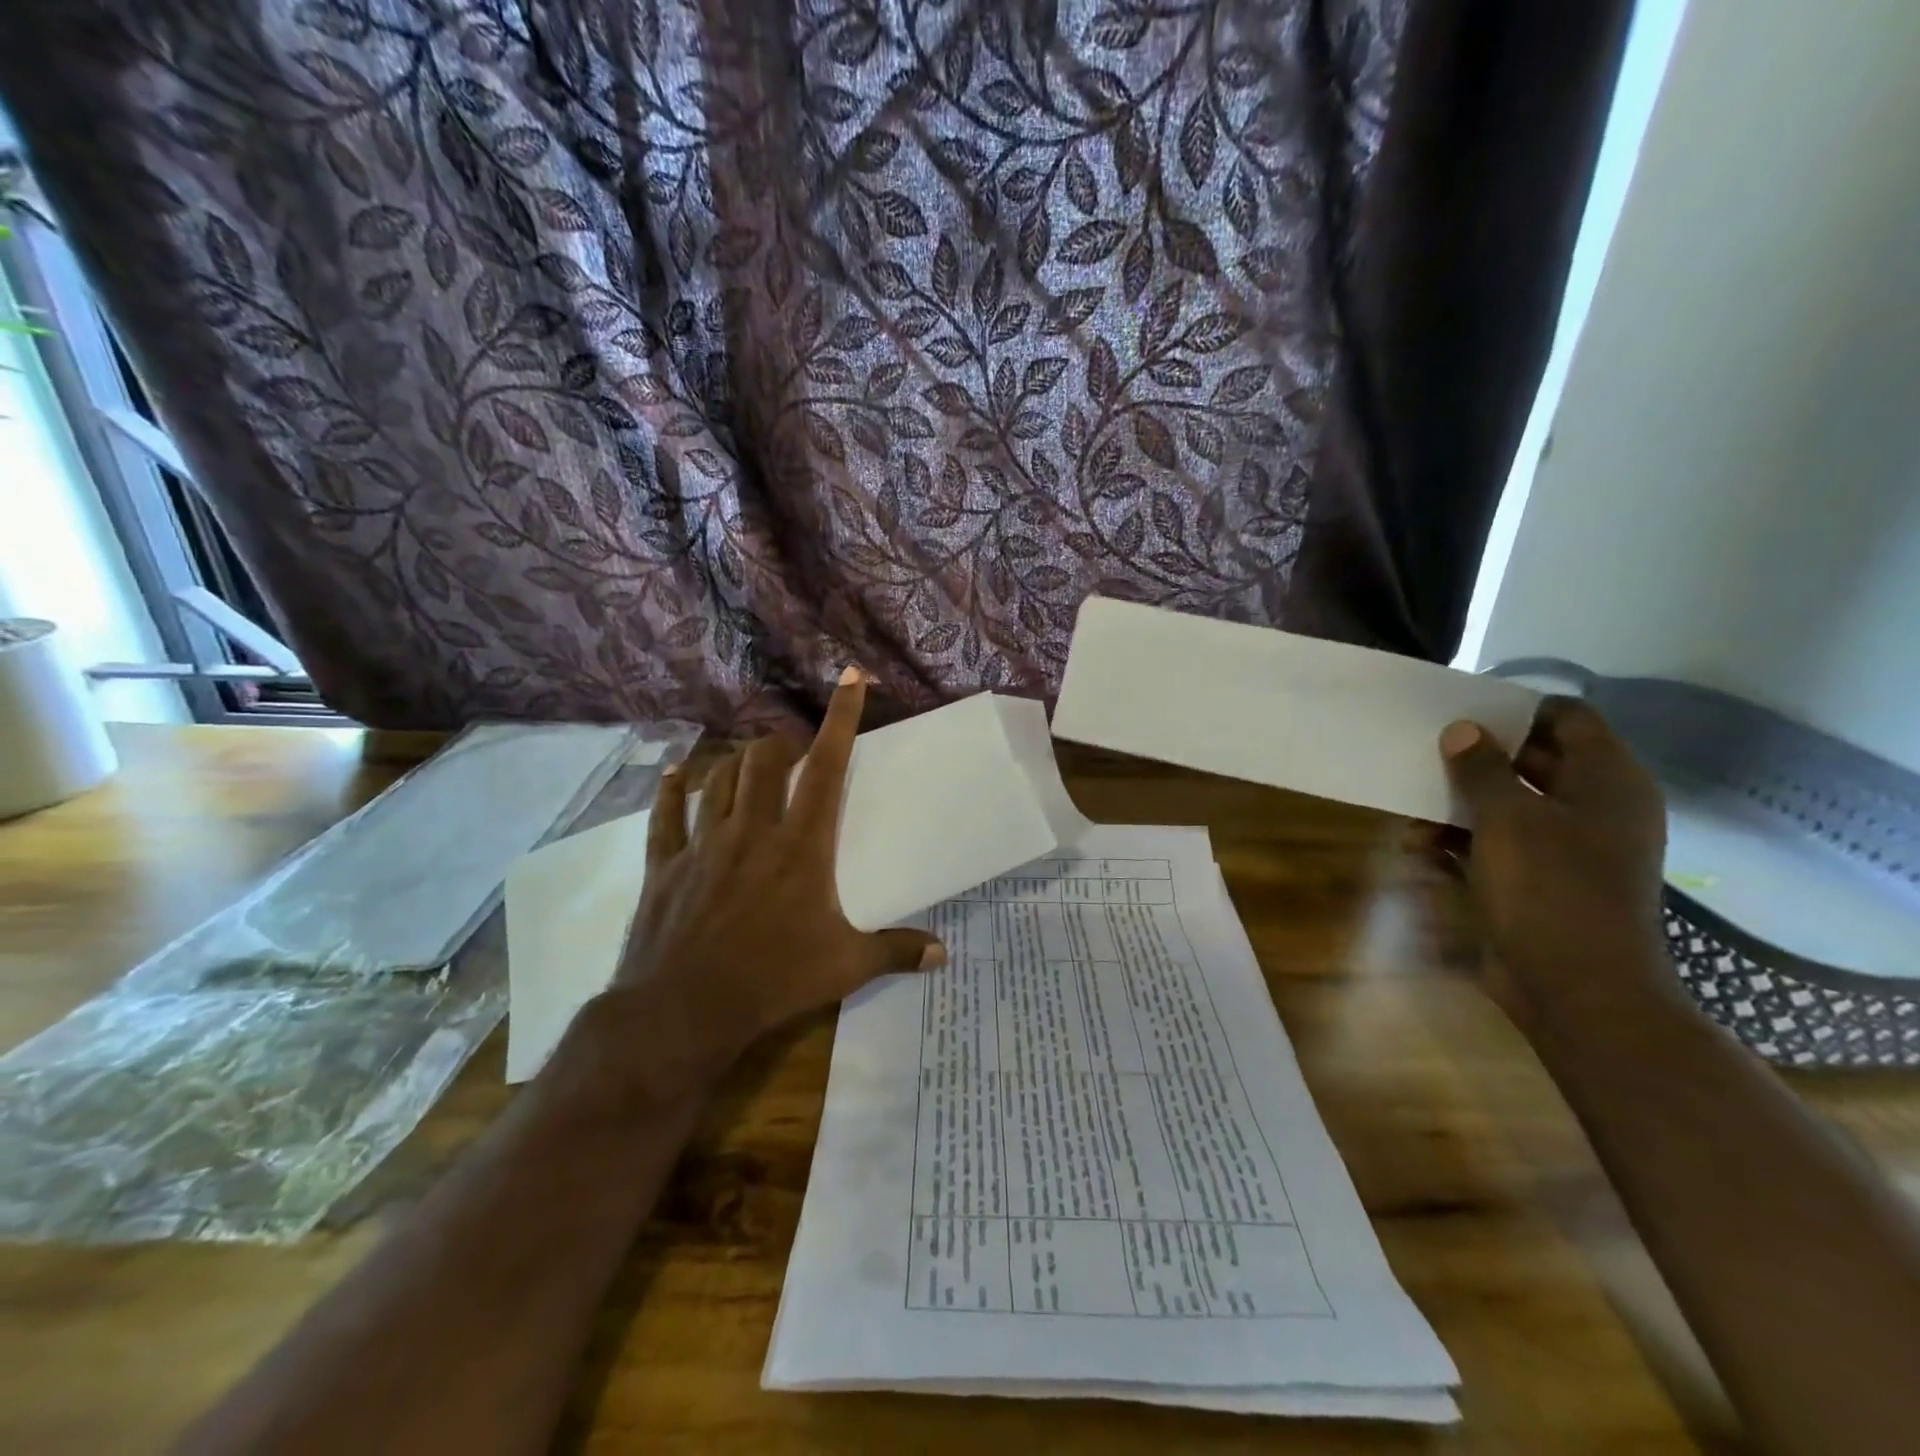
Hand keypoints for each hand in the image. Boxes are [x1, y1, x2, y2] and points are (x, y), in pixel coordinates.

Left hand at [612, 667, 945, 1066]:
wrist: (685, 1011)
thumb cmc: (773, 981)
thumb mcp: (845, 967)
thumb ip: (895, 952)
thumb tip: (943, 955)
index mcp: (801, 846)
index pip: (825, 767)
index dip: (840, 719)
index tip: (850, 679)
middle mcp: (752, 830)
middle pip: (763, 760)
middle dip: (780, 743)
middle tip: (793, 752)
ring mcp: (703, 844)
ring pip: (718, 779)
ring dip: (736, 763)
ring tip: (750, 764)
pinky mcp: (664, 865)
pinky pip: (665, 816)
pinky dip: (671, 790)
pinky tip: (676, 775)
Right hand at [1438, 696, 1668, 1020]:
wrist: (1575, 987)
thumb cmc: (1550, 888)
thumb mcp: (1507, 818)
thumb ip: (1481, 768)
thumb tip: (1462, 729)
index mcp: (1606, 781)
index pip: (1568, 718)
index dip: (1517, 708)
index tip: (1463, 709)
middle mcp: (1592, 807)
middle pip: (1531, 760)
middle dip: (1475, 758)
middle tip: (1424, 751)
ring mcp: (1567, 846)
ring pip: (1507, 804)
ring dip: (1457, 804)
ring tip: (1411, 812)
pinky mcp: (1539, 880)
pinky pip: (1496, 842)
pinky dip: (1459, 840)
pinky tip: (1418, 847)